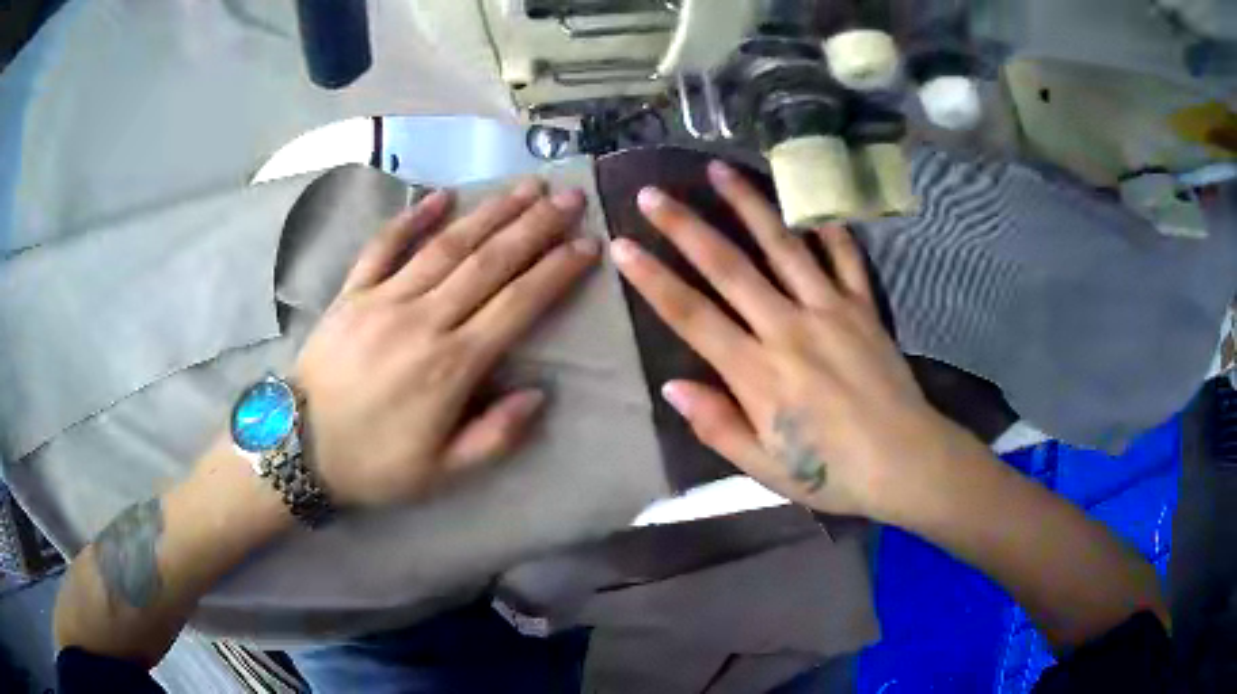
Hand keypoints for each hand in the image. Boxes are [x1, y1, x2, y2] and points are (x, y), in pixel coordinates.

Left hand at [294, 182, 598, 506]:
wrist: (298, 447)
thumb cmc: (372, 463)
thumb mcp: (441, 472)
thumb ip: (495, 437)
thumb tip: (537, 394)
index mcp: (451, 366)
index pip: (517, 305)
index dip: (556, 271)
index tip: (587, 244)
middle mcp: (423, 320)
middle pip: (489, 262)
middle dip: (535, 226)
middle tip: (569, 197)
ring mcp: (384, 299)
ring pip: (446, 245)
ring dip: (490, 212)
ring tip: (525, 186)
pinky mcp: (353, 292)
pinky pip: (384, 246)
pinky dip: (413, 218)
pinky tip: (442, 195)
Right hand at [612, 161, 965, 521]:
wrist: (906, 462)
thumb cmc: (832, 473)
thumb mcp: (765, 467)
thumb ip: (717, 426)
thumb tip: (672, 388)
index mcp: (758, 373)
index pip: (692, 316)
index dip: (652, 280)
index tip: (622, 246)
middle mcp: (789, 328)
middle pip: (729, 268)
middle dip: (685, 227)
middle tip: (652, 194)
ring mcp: (830, 310)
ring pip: (782, 246)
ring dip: (748, 204)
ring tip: (719, 169)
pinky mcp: (864, 307)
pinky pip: (844, 257)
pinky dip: (827, 226)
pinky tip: (809, 199)